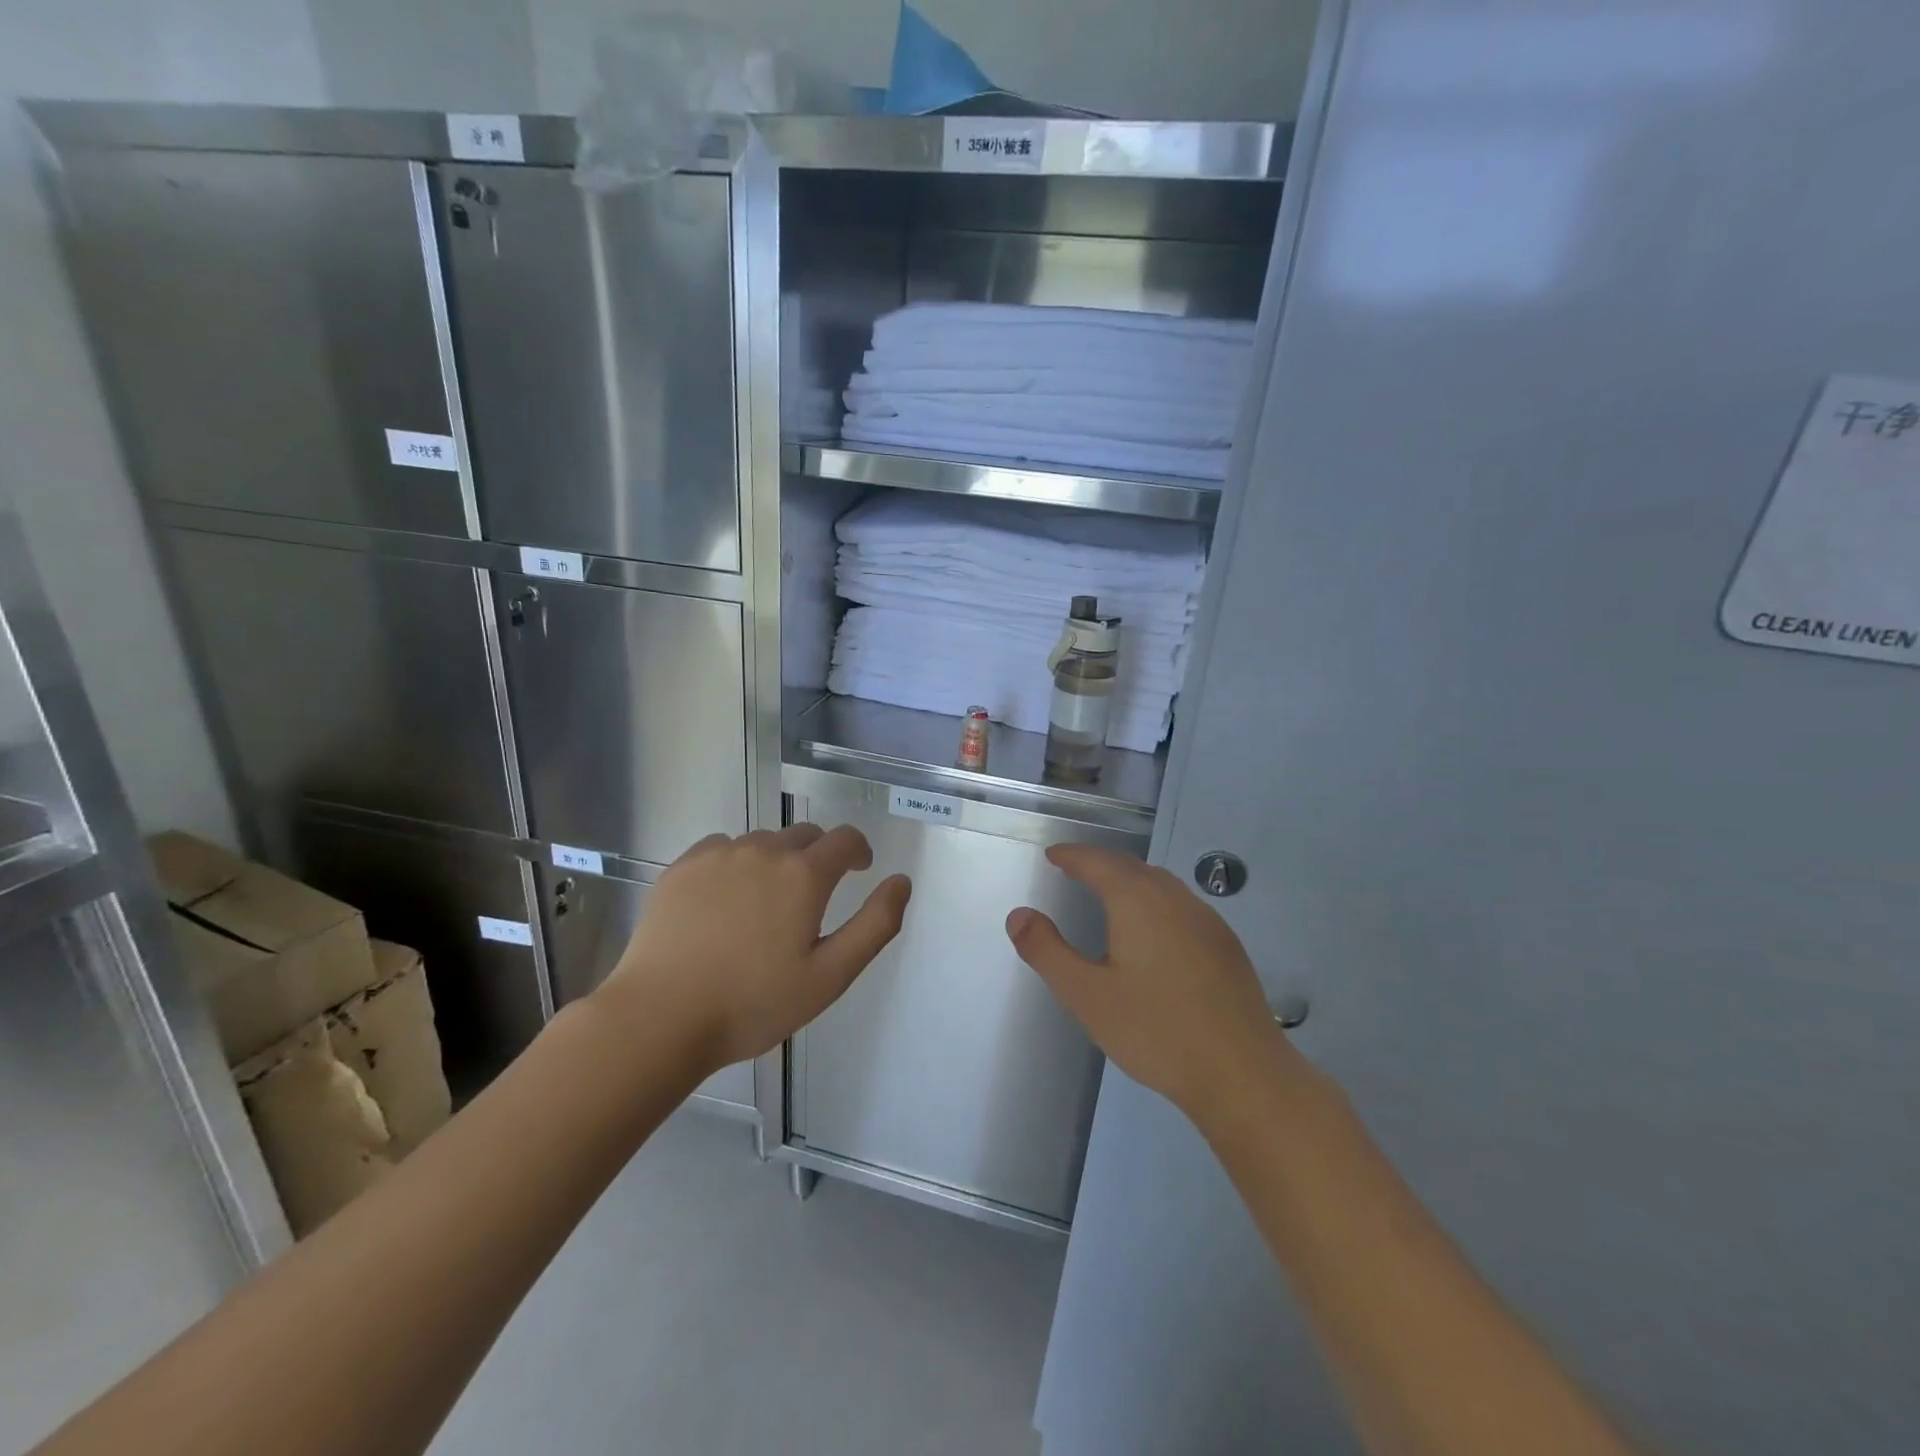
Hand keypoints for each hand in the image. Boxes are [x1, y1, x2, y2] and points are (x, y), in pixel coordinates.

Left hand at [595, 825, 910, 1073]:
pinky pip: (722, 848)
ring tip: (766, 903)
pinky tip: (725, 901)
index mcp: (804, 874)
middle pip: (805, 835)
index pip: (846, 839)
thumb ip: (876, 924)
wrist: (660, 1018)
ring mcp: (718, 854)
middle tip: (812, 897)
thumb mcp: (831, 975)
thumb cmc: (753, 1003)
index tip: (859, 871)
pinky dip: (736, 863)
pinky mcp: (682, 866)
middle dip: (819, 856)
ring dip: (777, 860)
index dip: (859, 851)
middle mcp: (764, 850)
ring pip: (763, 841)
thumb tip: (901, 881)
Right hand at [1006, 844, 1296, 1121]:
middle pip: (1131, 867)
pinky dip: (1156, 900)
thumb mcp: (1086, 995)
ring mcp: (1206, 920)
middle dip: (1100, 863)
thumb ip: (1047, 951)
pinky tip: (1154, 930)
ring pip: (1161, 883)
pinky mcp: (1226, 945)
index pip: (1098, 862)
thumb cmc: (1156, 1031)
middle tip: (1075, 869)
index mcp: (1137, 901)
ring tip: (1109, 893)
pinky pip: (1182, 905)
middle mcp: (1174, 898)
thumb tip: (1018, 915)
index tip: (1053, 855)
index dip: (1073, 856)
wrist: (1242, 1073)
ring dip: (1130, 879)